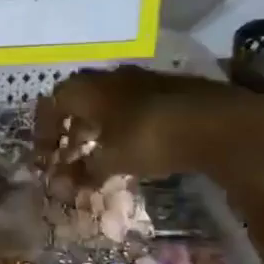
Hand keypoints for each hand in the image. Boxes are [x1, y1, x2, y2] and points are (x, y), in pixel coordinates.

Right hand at [34, 66, 263, 192]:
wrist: (219, 123)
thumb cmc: (151, 138)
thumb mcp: (112, 160)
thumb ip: (84, 171)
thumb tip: (62, 185)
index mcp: (88, 88)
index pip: (53, 103)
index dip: (44, 130)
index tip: (45, 156)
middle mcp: (111, 77)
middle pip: (79, 98)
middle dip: (70, 126)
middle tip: (69, 152)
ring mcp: (142, 80)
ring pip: (107, 101)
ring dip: (97, 126)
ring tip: (99, 152)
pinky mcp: (169, 90)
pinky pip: (132, 105)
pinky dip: (122, 125)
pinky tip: (132, 146)